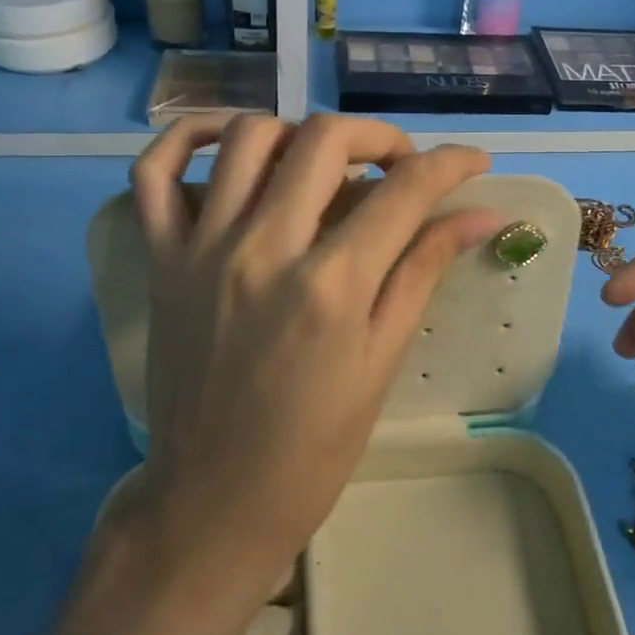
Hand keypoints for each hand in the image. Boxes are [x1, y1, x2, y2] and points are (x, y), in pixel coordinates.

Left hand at [125, 114, 502, 582]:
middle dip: (379, 137)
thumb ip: (424, 272)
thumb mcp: (382, 361)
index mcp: (331, 286)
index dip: (451, 163)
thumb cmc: (314, 447)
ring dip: (300, 133)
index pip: (404, 190)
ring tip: (324, 164)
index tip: (473, 161)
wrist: (214, 502)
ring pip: (248, 136)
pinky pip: (154, 172)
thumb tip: (480, 215)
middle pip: (325, 139)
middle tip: (399, 166)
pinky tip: (228, 144)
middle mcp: (264, 248)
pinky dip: (186, 138)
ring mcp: (202, 248)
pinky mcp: (160, 259)